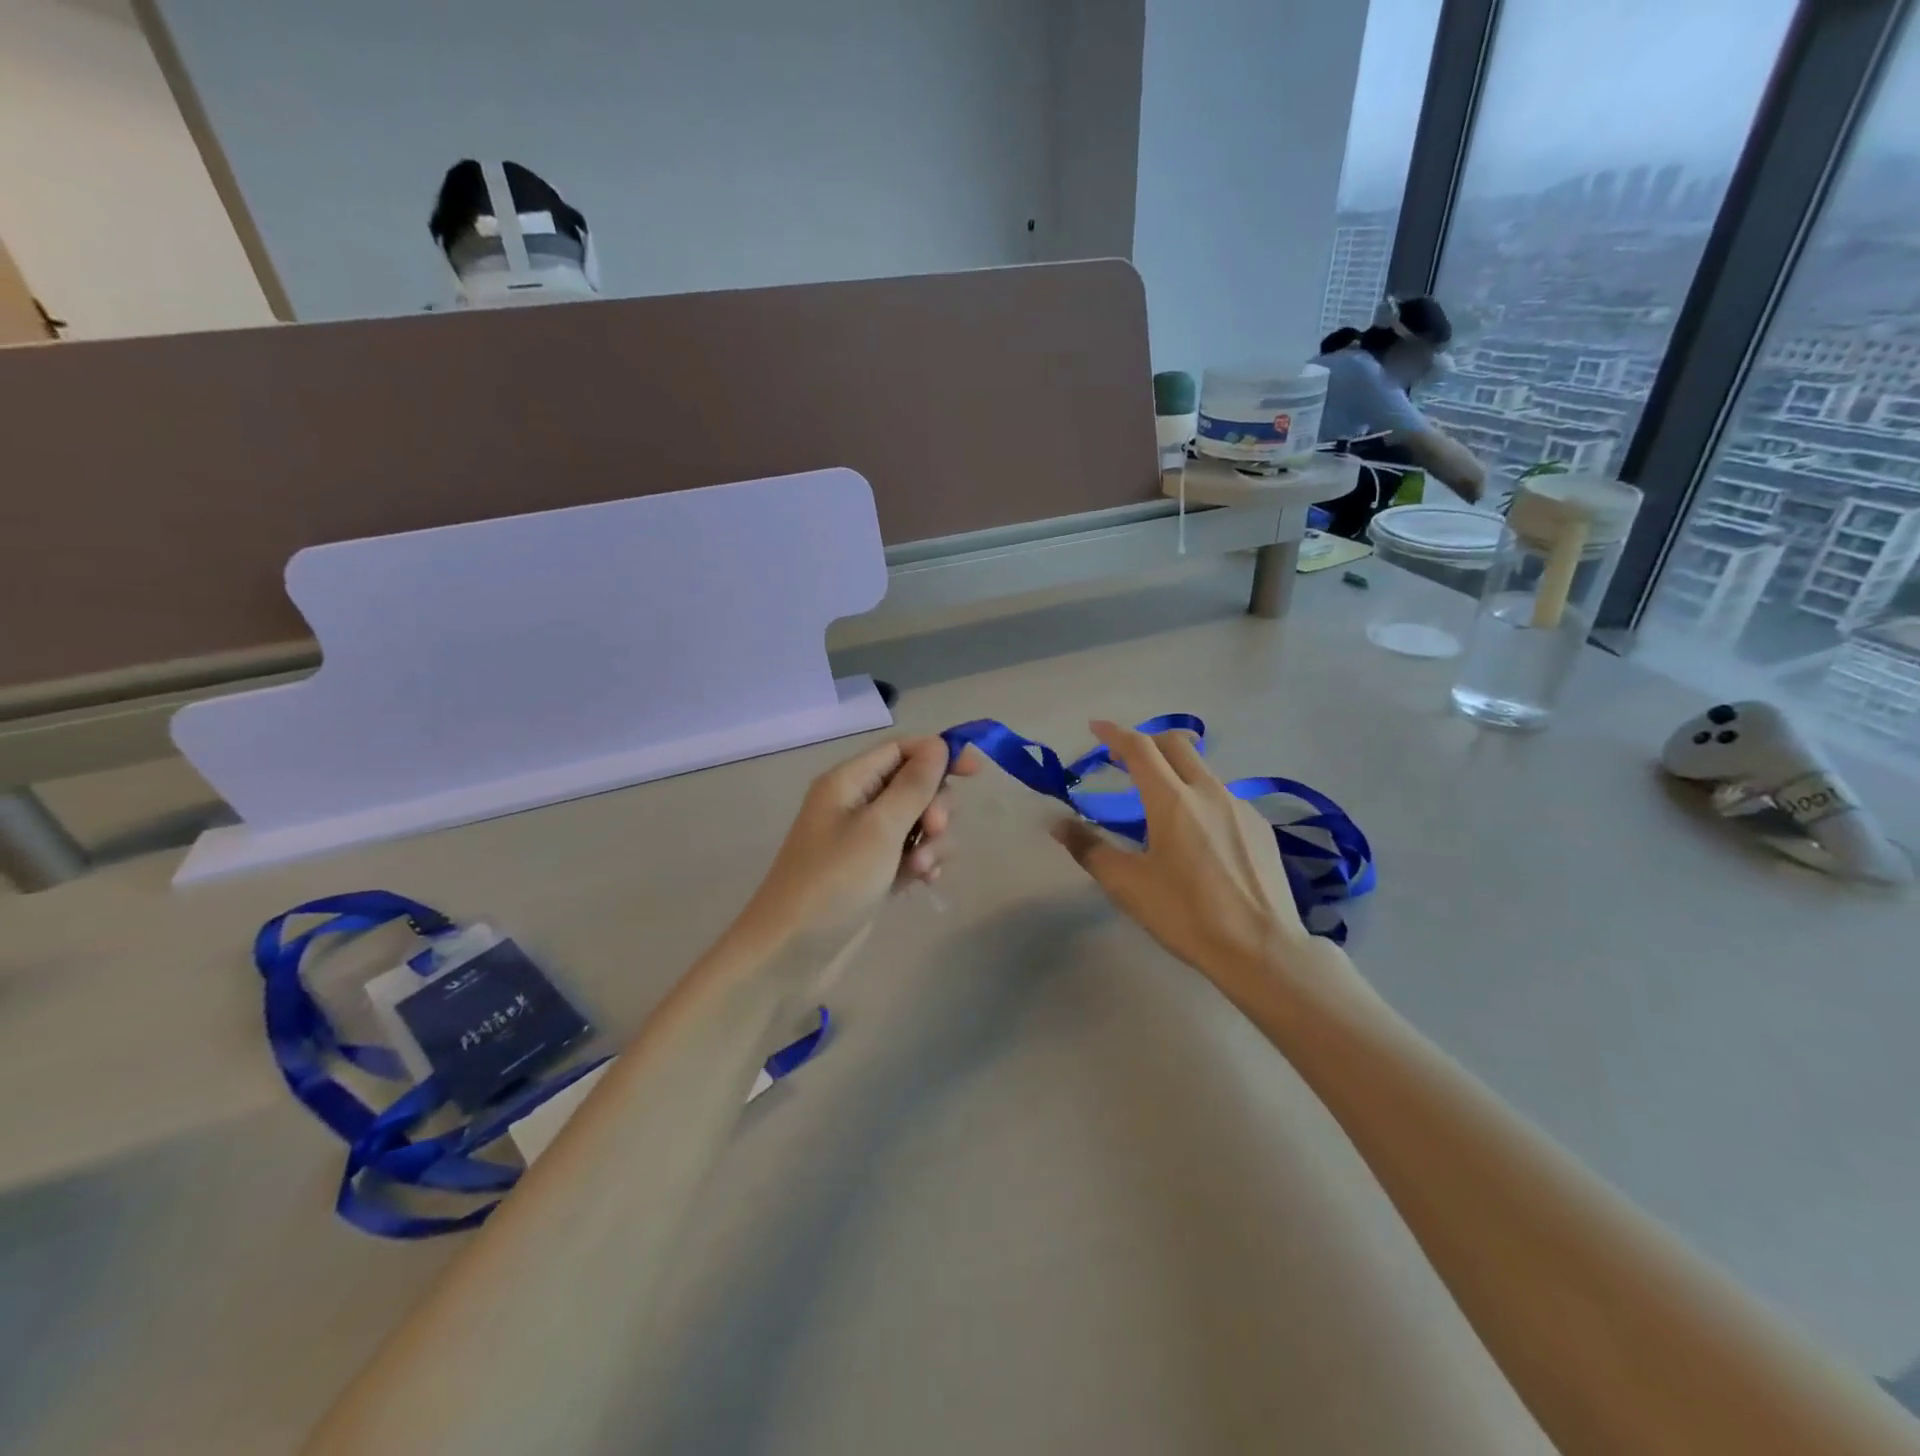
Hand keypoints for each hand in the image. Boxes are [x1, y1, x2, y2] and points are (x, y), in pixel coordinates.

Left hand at [737, 736, 978, 948]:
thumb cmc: (834, 881)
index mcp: (849, 781)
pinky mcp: (873, 872)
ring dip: (931, 841)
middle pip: (914, 785)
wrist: (791, 954)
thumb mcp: (879, 828)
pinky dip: (922, 863)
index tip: (976, 772)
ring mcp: (864, 841)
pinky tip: (925, 882)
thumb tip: (939, 745)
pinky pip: (910, 853)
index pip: (902, 749)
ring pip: (918, 822)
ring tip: (920, 870)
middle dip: (934, 806)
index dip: (939, 754)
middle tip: (933, 831)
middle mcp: (856, 804)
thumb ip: (913, 785)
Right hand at [1052, 721, 1317, 985]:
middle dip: (1147, 741)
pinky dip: (1201, 797)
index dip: (1114, 733)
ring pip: (1203, 770)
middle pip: (1176, 745)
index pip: (1139, 748)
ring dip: (1176, 769)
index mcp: (1172, 800)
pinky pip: (1224, 797)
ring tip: (1160, 799)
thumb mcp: (1128, 885)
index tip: (1096, 727)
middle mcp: (1209, 791)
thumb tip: (1057, 824)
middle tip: (1123, 757)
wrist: (1261, 949)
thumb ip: (1089, 848)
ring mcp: (1240, 807)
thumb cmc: (1186, 914)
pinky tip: (1199, 833)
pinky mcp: (1261, 827)